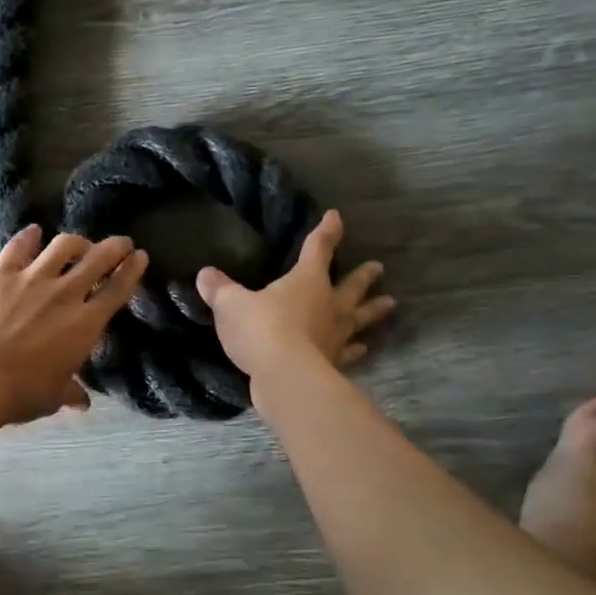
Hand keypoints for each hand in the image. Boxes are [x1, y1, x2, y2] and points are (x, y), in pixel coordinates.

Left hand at [0, 225, 147, 424]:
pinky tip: (33, 231)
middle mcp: (64, 294)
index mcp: (85, 325)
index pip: (117, 291)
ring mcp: (32, 279)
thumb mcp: (52, 397)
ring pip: (62, 246)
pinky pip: (18, 247)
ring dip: (76, 242)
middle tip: (121, 242)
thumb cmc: (19, 392)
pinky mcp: (0, 274)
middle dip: (114, 247)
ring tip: (78, 243)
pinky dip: (29, 236)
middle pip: (97, 259)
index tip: (140, 256)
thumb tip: (82, 402)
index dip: (132, 271)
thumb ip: (70, 392)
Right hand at [195, 210, 393, 378]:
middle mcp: (329, 304)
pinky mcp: (334, 362)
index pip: (318, 249)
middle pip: (350, 285)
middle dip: (363, 275)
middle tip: (379, 268)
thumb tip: (205, 274)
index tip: (336, 217)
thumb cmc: (261, 330)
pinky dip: (356, 350)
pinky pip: (349, 351)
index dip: (326, 232)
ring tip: (390, 303)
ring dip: (373, 311)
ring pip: (359, 318)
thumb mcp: (231, 305)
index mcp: (306, 281)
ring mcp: (335, 335)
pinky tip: (363, 349)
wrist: (286, 377)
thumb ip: (220, 289)